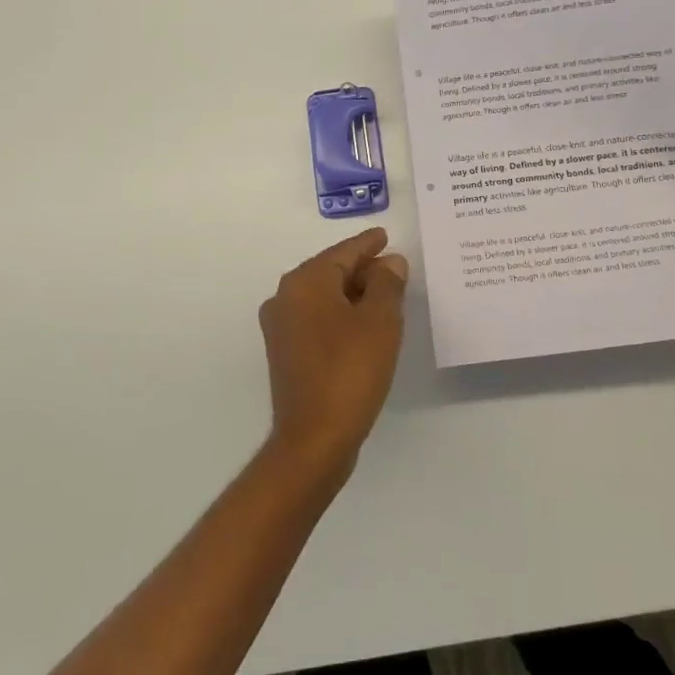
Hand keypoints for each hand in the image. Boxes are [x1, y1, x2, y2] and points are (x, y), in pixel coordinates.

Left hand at [258, 227, 408, 477]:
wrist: (314, 439)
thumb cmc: (350, 371)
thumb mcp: (380, 321)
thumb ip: (387, 284)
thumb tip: (389, 263)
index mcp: (304, 283)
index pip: (342, 253)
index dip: (368, 244)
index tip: (385, 236)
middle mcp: (285, 298)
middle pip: (329, 272)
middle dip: (362, 269)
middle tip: (394, 268)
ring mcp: (281, 328)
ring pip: (323, 297)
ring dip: (353, 294)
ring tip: (385, 295)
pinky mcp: (285, 353)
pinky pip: (317, 319)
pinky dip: (341, 315)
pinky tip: (364, 325)